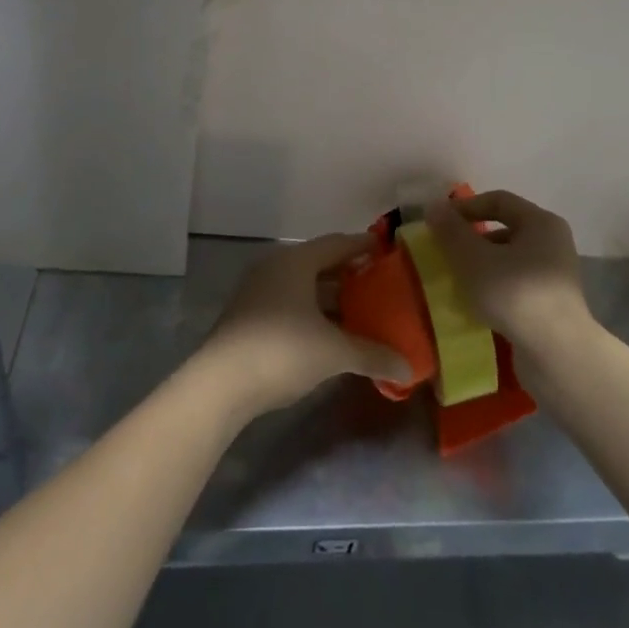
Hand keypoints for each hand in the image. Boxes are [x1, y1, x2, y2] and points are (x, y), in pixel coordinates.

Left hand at [198, 233, 412, 418]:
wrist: (220, 384)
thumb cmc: (282, 350)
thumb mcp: (333, 352)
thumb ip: (372, 354)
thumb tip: (407, 367)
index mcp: (296, 261)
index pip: (337, 243)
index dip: (362, 246)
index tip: (385, 250)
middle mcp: (275, 267)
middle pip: (319, 264)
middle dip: (348, 274)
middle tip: (378, 284)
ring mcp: (257, 292)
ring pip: (302, 286)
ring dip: (329, 298)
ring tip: (359, 312)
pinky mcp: (247, 317)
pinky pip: (288, 303)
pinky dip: (311, 313)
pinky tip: (327, 334)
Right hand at [425, 190, 591, 357]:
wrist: (557, 354)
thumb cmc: (514, 294)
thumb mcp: (473, 259)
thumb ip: (451, 231)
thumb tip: (434, 207)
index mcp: (540, 222)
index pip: (498, 200)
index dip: (466, 207)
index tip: (439, 223)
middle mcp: (553, 242)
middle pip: (504, 229)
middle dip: (471, 239)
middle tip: (445, 253)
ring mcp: (554, 275)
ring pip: (509, 259)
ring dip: (481, 265)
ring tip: (456, 281)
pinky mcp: (551, 304)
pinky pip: (515, 284)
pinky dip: (494, 287)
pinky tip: (476, 303)